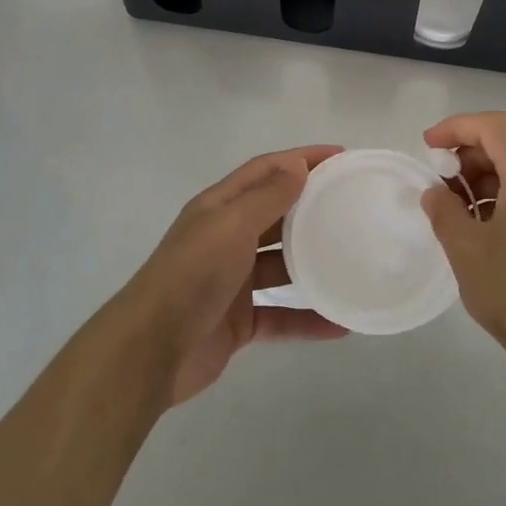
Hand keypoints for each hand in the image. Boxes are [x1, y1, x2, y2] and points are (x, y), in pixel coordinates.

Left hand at [120, 146, 347, 404]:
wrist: (152, 349)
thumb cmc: (193, 274)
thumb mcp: (231, 225)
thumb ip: (267, 196)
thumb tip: (297, 164)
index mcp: (220, 207)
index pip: (266, 170)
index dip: (301, 159)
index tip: (341, 156)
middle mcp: (226, 238)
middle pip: (276, 215)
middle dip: (311, 207)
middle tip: (354, 205)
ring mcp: (232, 281)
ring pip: (281, 266)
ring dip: (313, 264)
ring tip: (353, 261)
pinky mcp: (238, 321)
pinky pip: (281, 316)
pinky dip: (307, 319)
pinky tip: (340, 323)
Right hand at [420, 112, 505, 384]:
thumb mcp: (466, 251)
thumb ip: (444, 211)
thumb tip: (436, 192)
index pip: (494, 127)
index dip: (457, 127)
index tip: (428, 145)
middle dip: (473, 149)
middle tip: (444, 176)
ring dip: (493, 172)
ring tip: (463, 203)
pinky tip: (491, 223)